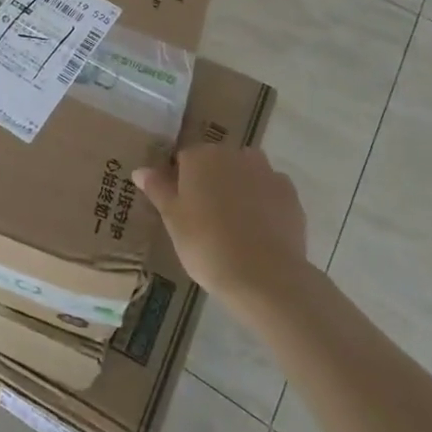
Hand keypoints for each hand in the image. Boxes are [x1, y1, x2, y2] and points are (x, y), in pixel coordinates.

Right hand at [133, 143, 310, 307]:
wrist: (266, 277)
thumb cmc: (207, 245)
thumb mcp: (173, 220)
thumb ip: (158, 190)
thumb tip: (140, 170)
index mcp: (200, 157)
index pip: (183, 159)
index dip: (180, 182)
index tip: (181, 207)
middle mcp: (233, 154)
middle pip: (216, 162)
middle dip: (211, 181)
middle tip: (206, 217)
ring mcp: (265, 172)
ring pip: (246, 172)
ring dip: (240, 187)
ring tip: (236, 223)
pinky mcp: (290, 194)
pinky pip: (270, 190)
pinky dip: (264, 202)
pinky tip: (260, 229)